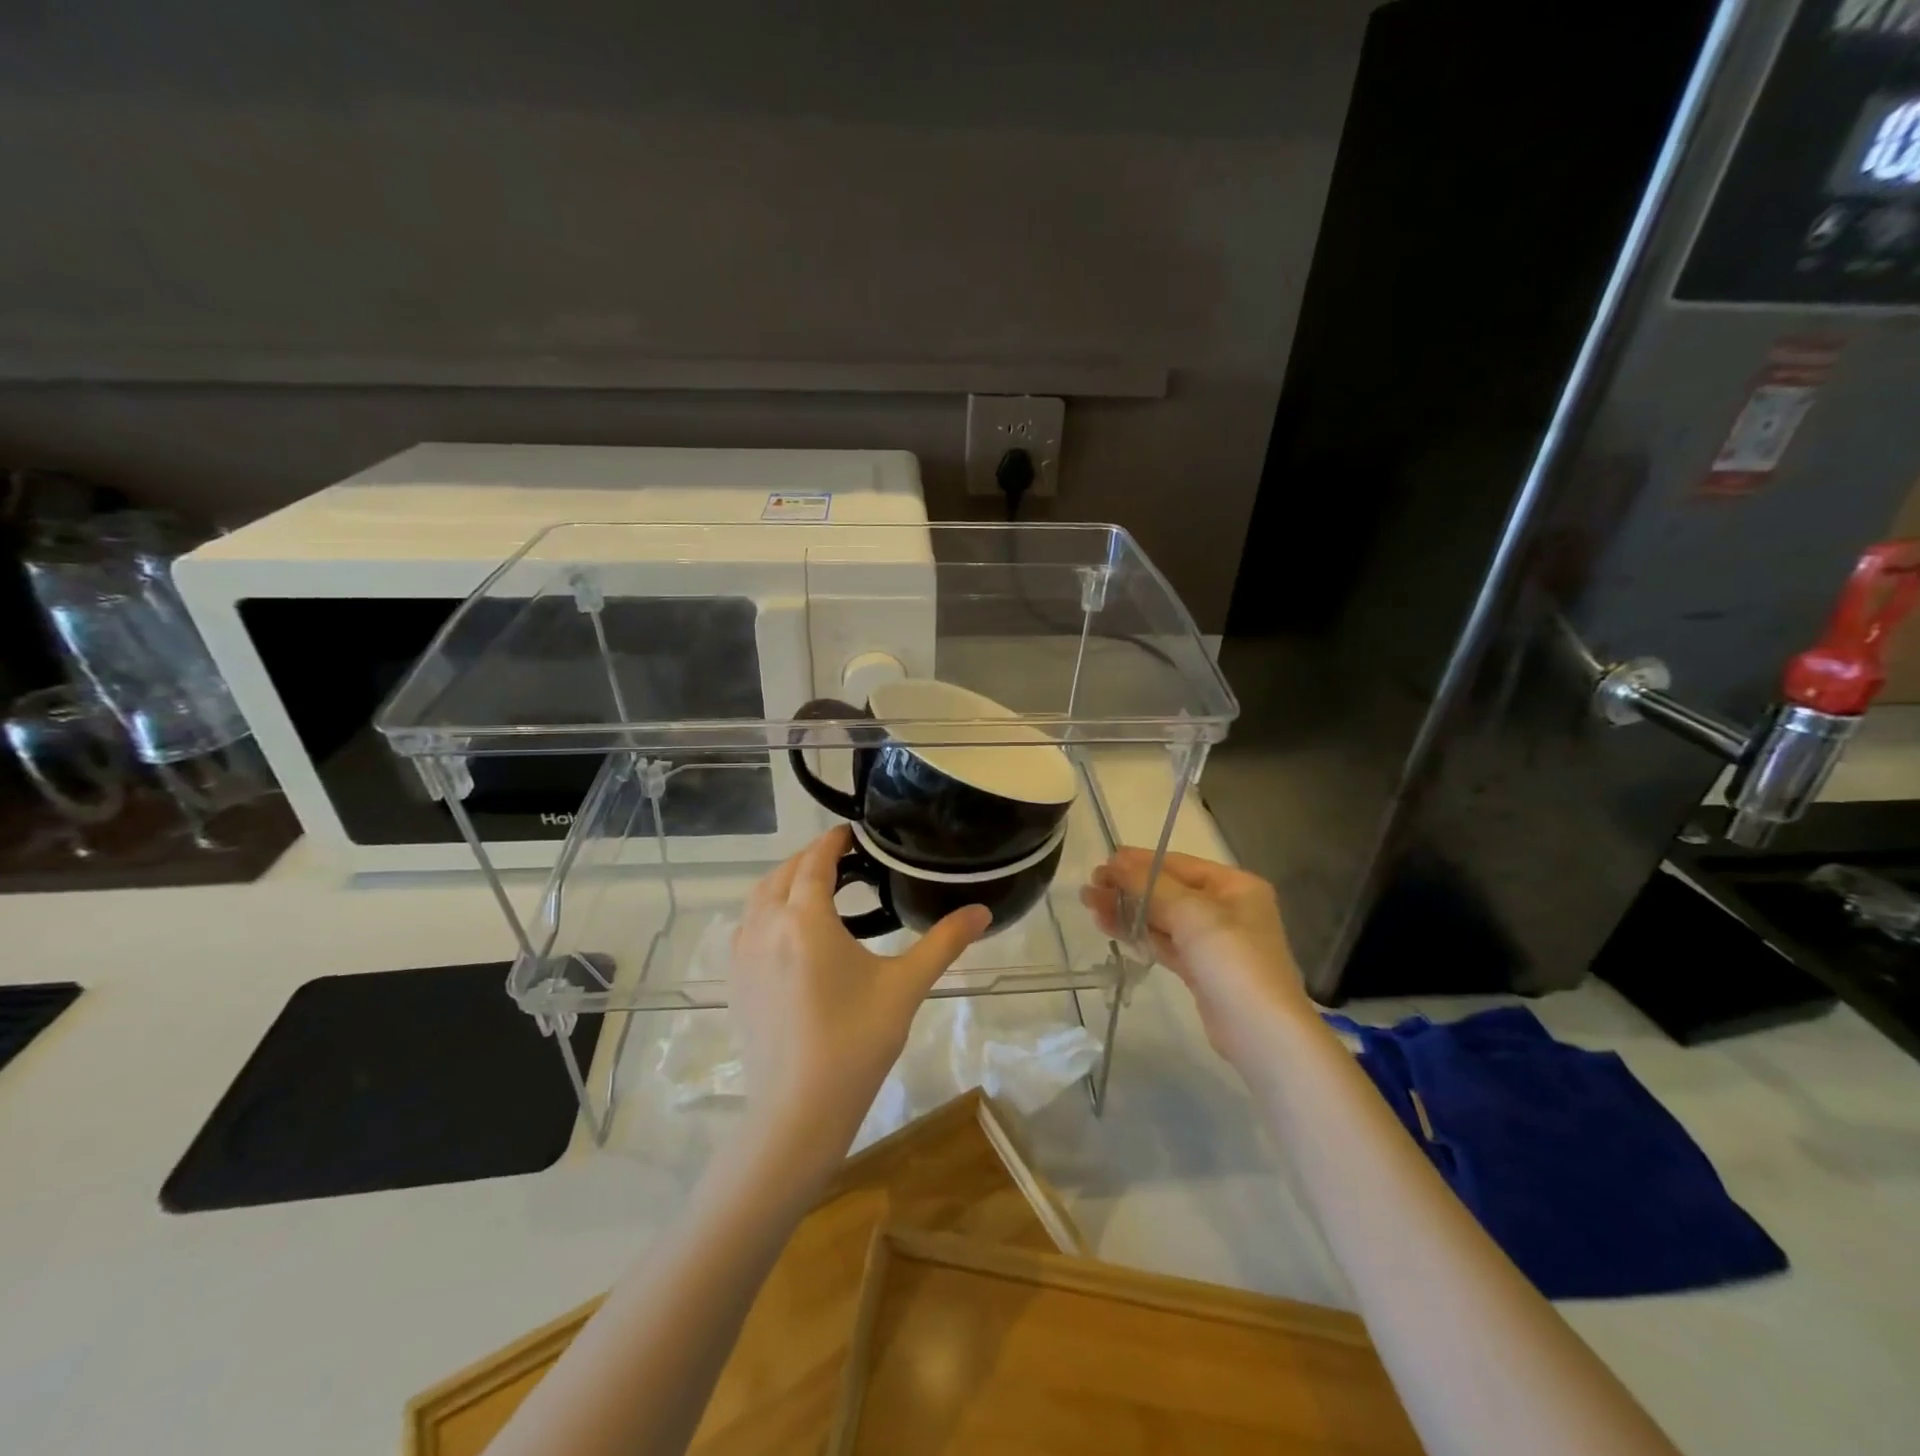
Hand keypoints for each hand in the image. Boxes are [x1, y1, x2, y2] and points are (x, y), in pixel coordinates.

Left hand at [730, 827, 990, 1164]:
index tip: (854, 833)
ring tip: (819, 888)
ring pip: (759, 898)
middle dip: (811, 858)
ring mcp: (743, 955)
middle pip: (783, 873)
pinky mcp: (735, 982)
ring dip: (785, 881)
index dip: (833, 841)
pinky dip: (768, 910)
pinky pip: (747, 926)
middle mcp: (766, 926)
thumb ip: (944, 942)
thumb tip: (983, 910)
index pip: (815, 860)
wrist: (797, 1112)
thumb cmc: (855, 1043)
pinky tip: (791, 932)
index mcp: (805, 919)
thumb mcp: (905, 987)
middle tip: (845, 860)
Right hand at [1080, 848, 1308, 1067]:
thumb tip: (1116, 861)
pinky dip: (1138, 933)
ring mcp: (1213, 941)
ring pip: (1162, 918)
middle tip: (1089, 887)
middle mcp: (1226, 908)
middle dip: (1128, 887)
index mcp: (1234, 886)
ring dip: (1127, 910)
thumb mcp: (1191, 911)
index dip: (1139, 862)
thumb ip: (1151, 884)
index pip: (1178, 864)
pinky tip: (1109, 927)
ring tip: (1089, 904)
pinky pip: (1164, 942)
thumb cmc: (1232, 958)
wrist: (1260, 1032)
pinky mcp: (1200, 970)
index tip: (1103, 862)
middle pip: (1168, 890)